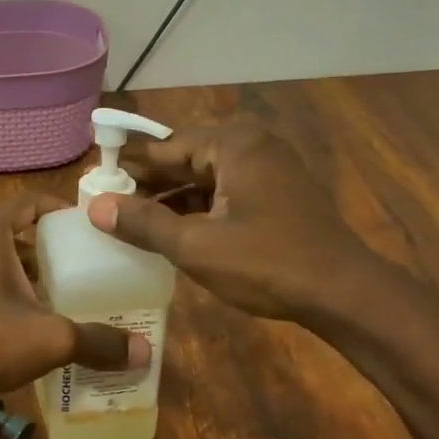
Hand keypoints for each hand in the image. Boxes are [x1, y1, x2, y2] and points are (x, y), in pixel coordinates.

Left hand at [0, 193, 149, 405]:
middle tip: (72, 263)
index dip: (58, 211)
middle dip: (40, 243)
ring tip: (48, 288)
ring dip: (15, 264)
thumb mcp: (50, 340)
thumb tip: (145, 352)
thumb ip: (98, 341)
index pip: (28, 202)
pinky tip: (12, 311)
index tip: (84, 230)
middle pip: (8, 227)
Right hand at [86, 124, 373, 323]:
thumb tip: (96, 207)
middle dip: (149, 183)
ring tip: (132, 221)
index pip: (165, 146)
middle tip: (108, 205)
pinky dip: (198, 208)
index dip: (128, 166)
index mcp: (233, 144)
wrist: (343, 294)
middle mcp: (252, 145)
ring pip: (205, 177)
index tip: (95, 182)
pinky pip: (225, 192)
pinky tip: (172, 231)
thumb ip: (143, 222)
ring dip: (172, 198)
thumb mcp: (195, 245)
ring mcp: (269, 169)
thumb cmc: (266, 263)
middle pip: (186, 159)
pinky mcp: (277, 194)